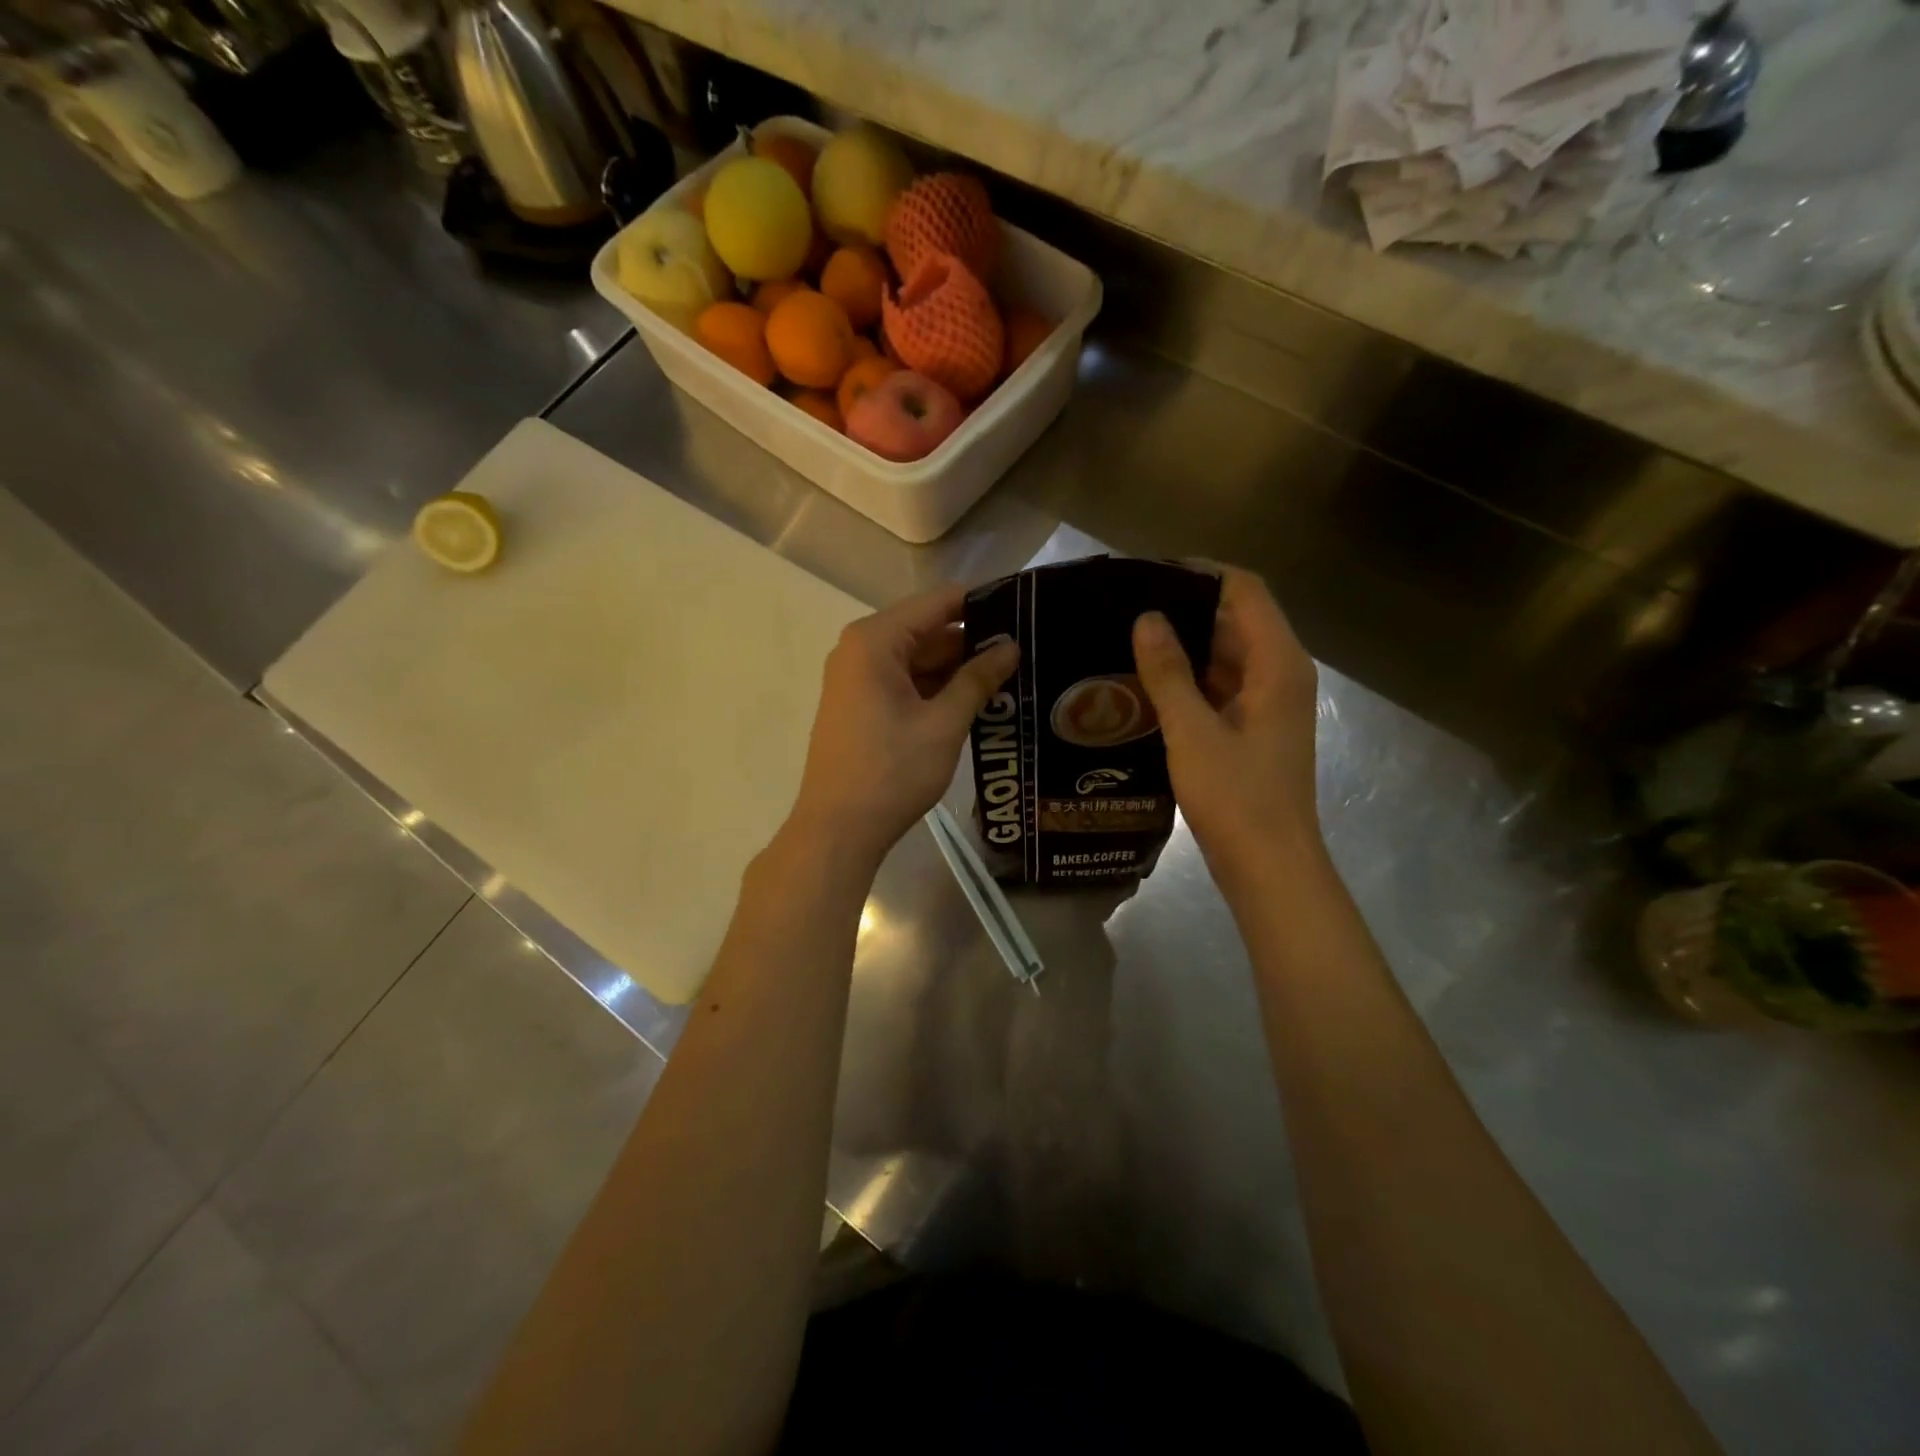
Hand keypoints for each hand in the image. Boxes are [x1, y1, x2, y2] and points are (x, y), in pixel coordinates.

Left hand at [787, 583, 1018, 875]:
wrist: (837, 830)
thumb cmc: (891, 772)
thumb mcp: (944, 724)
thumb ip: (978, 679)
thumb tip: (1010, 647)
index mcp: (876, 640)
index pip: (939, 602)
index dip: (983, 603)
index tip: (1024, 613)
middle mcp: (860, 649)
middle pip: (927, 630)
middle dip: (973, 642)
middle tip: (1025, 653)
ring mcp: (856, 679)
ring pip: (917, 659)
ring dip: (957, 670)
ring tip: (1010, 678)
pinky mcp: (859, 705)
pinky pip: (904, 683)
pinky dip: (936, 690)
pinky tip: (974, 702)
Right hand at [1132, 565, 1321, 896]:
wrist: (1270, 868)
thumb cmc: (1236, 798)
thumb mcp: (1192, 732)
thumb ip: (1168, 673)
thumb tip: (1147, 618)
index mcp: (1277, 665)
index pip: (1245, 591)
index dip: (1200, 573)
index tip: (1149, 571)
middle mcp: (1280, 675)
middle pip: (1236, 620)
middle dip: (1185, 610)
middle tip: (1127, 608)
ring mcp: (1269, 705)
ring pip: (1226, 657)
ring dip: (1184, 648)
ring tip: (1128, 641)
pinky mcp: (1254, 730)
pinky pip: (1221, 688)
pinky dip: (1190, 681)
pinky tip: (1146, 686)